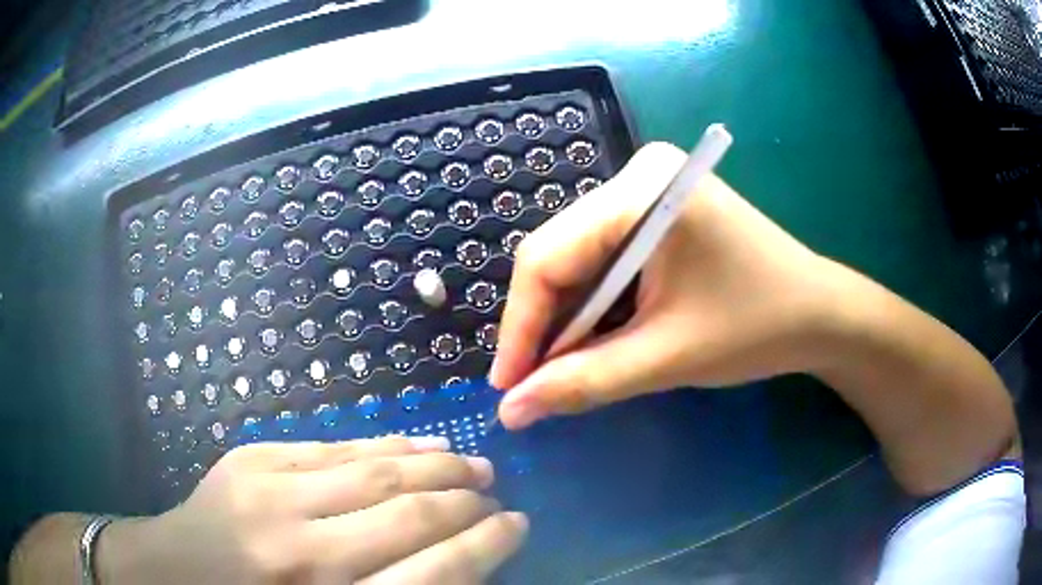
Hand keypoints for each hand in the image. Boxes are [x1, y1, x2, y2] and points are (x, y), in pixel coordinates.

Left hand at [100, 437, 527, 583]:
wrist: (174, 572)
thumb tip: (460, 564)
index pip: (435, 574)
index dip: (486, 547)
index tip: (516, 526)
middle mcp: (304, 552)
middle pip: (410, 515)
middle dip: (468, 502)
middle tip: (496, 494)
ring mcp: (270, 496)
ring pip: (376, 470)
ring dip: (436, 464)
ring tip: (471, 463)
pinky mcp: (250, 460)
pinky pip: (333, 447)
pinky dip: (384, 445)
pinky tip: (415, 443)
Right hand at [491, 142, 849, 428]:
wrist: (820, 313)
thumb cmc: (756, 327)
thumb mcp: (666, 357)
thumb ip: (583, 382)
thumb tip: (510, 411)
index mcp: (641, 189)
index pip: (547, 256)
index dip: (519, 328)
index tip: (507, 387)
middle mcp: (636, 177)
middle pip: (559, 255)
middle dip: (544, 327)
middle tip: (532, 387)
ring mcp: (648, 191)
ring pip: (579, 261)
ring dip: (568, 320)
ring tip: (561, 372)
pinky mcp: (659, 213)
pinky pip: (605, 260)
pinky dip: (595, 306)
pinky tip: (595, 341)